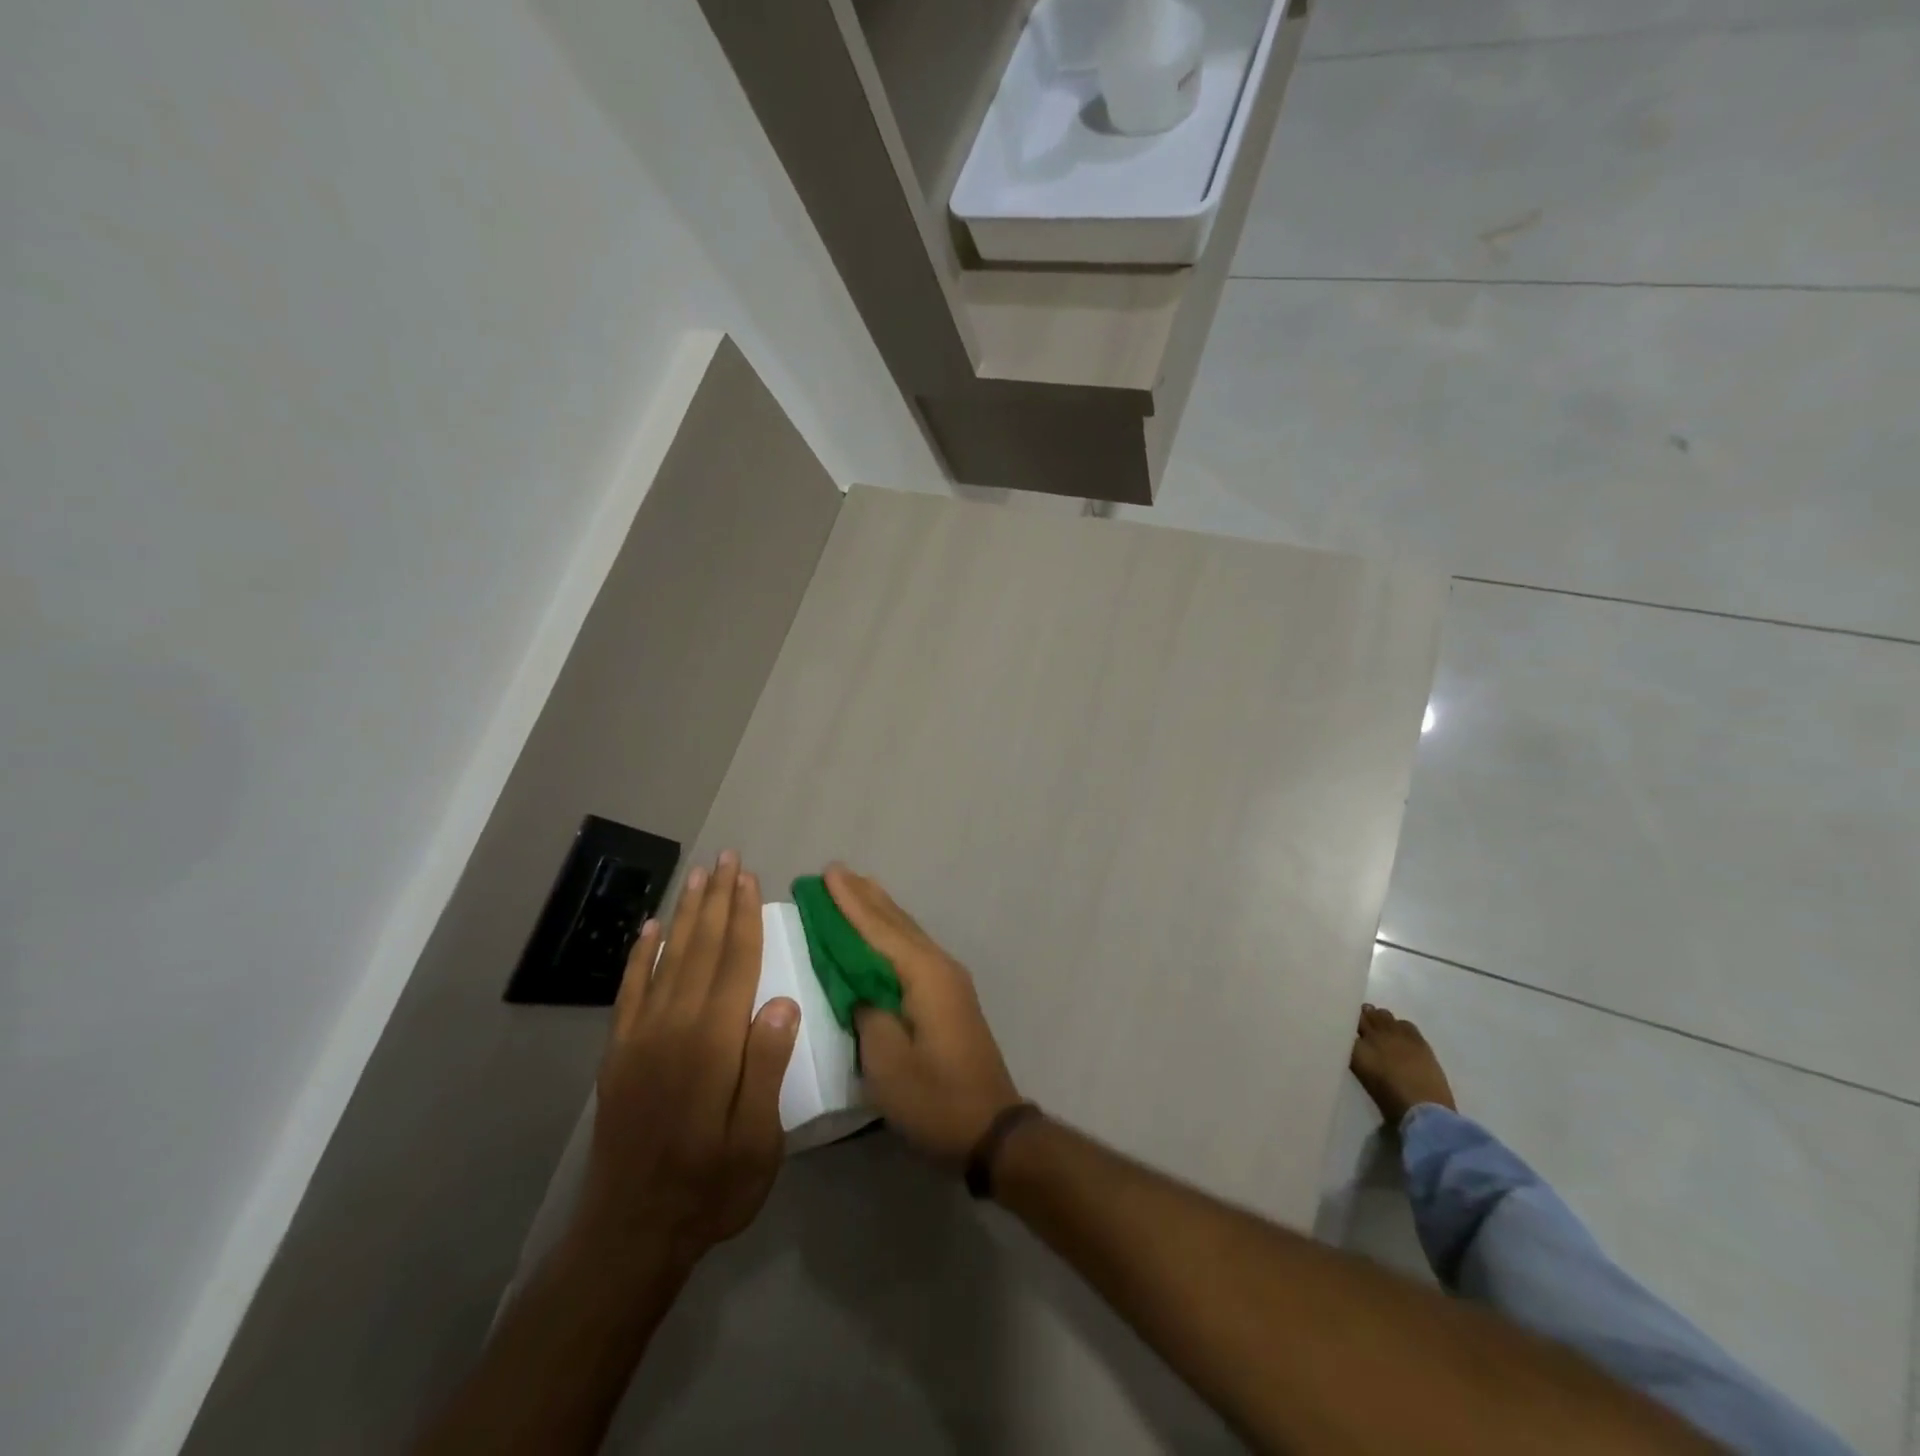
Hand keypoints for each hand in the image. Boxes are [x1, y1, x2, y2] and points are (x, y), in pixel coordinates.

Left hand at [574, 853, 800, 1271]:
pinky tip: (649, 929)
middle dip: (716, 900)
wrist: (631, 1233)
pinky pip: (630, 991)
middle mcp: (673, 1027)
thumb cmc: (710, 1186)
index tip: (748, 878)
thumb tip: (783, 1001)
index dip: (743, 917)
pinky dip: (640, 955)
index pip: (734, 964)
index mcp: (713, 1044)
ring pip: (666, 959)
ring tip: (697, 877)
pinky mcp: (619, 1054)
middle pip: (700, 949)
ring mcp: (640, 1038)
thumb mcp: (758, 1140)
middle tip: (725, 858)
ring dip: (684, 914)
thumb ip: (767, 1066)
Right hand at [826, 865, 1022, 1167]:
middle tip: (835, 871)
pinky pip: (912, 951)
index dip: (849, 902)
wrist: (990, 1128)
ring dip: (879, 911)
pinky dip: (891, 934)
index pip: (878, 929)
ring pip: (907, 933)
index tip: (826, 873)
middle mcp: (939, 966)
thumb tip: (858, 987)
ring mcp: (948, 980)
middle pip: (896, 923)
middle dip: (864, 897)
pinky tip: (882, 934)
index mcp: (923, 974)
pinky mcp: (949, 997)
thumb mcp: (887, 1062)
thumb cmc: (935, 1097)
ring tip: (856, 887)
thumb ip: (867, 1013)